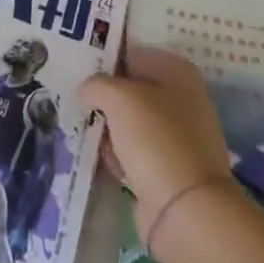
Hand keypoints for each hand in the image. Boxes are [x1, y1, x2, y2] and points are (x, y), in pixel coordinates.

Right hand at [80, 45, 235, 244]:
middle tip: (79, 98)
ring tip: (84, 127)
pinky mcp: (170, 169)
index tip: (81, 66)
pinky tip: (101, 156)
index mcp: (177, 73)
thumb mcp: (116, 96)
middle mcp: (183, 100)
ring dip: (110, 126)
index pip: (134, 53)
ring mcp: (179, 137)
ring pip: (132, 121)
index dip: (107, 57)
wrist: (185, 209)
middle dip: (106, 95)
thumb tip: (87, 91)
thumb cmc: (153, 137)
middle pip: (133, 88)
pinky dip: (119, 153)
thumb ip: (95, 84)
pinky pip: (135, 151)